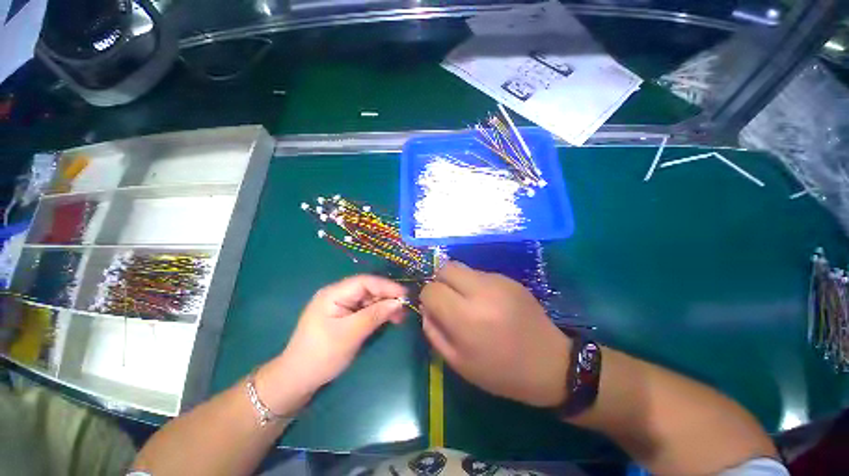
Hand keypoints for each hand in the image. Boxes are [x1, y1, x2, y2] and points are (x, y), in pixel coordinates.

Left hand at [256, 275, 406, 414]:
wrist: (297, 380)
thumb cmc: (322, 355)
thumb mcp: (351, 334)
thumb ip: (375, 315)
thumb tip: (399, 302)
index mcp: (334, 293)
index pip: (365, 281)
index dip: (386, 286)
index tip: (405, 295)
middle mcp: (338, 294)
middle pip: (368, 289)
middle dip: (387, 297)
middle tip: (405, 308)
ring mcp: (341, 305)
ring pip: (369, 299)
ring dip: (385, 306)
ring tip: (400, 316)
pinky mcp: (344, 316)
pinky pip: (365, 309)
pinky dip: (378, 313)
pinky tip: (389, 319)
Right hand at [420, 262, 570, 406]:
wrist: (550, 363)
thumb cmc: (500, 371)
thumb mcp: (458, 362)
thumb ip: (434, 332)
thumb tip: (425, 308)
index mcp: (466, 318)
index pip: (431, 290)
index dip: (427, 298)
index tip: (434, 308)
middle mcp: (481, 292)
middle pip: (445, 268)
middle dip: (440, 282)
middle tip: (448, 300)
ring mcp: (497, 282)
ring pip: (462, 268)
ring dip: (457, 282)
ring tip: (469, 302)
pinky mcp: (509, 278)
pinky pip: (480, 273)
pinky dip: (474, 284)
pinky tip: (488, 302)